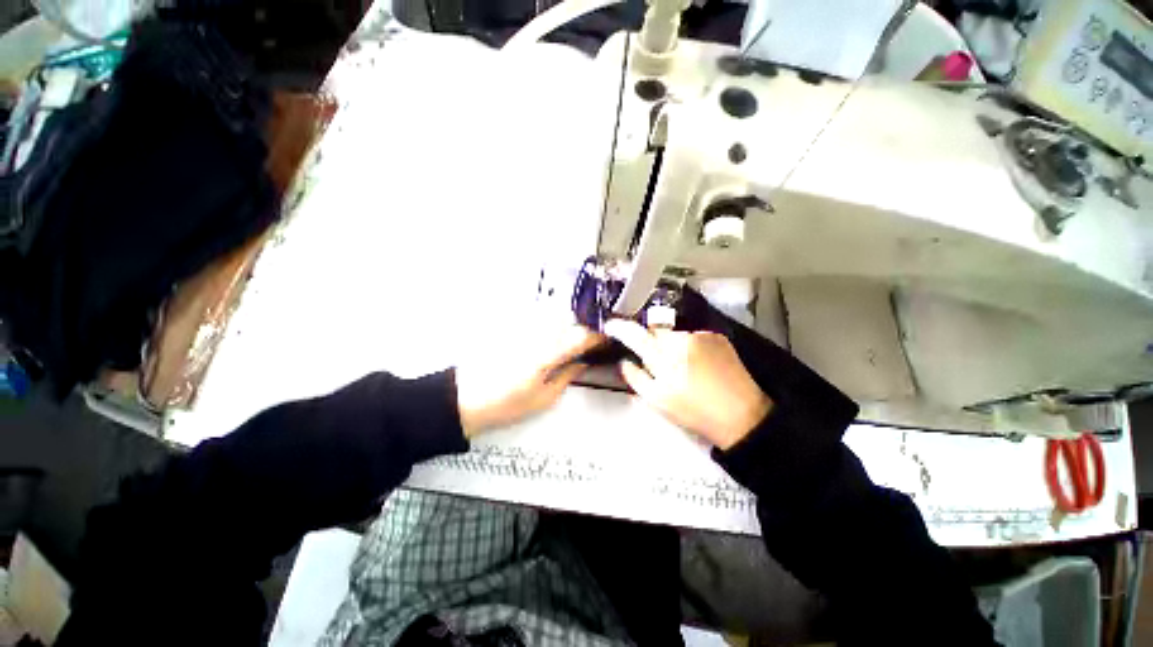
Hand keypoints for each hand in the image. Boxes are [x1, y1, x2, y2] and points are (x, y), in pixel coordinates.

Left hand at [456, 323, 603, 436]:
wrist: (465, 398)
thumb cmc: (506, 404)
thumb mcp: (543, 398)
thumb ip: (567, 376)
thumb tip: (583, 362)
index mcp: (546, 355)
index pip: (580, 337)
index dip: (598, 337)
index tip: (609, 339)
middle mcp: (537, 336)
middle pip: (570, 322)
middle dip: (587, 327)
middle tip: (597, 339)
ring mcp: (525, 330)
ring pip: (556, 318)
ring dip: (572, 324)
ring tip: (580, 336)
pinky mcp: (515, 329)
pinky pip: (542, 320)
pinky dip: (556, 323)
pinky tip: (558, 333)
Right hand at [605, 319, 771, 449]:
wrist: (741, 415)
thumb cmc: (695, 412)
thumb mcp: (658, 401)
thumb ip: (636, 378)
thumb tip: (625, 361)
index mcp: (664, 358)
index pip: (635, 334)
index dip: (620, 327)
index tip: (612, 325)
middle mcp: (681, 340)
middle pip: (655, 330)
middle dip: (651, 341)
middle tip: (657, 361)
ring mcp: (701, 335)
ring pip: (674, 333)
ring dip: (671, 344)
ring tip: (683, 366)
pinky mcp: (717, 336)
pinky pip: (693, 335)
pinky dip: (689, 345)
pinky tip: (699, 363)